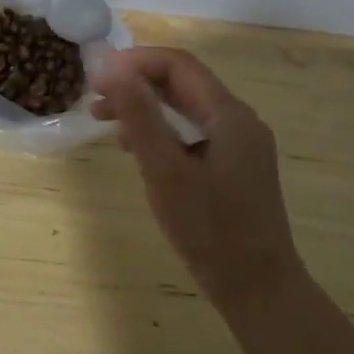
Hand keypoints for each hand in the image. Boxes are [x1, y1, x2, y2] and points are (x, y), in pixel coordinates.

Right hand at [92, 47, 300, 315]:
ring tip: (104, 120)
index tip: (97, 78)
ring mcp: (238, 144)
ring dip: (144, 107)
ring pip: (184, 108)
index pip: (178, 65)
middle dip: (136, 83)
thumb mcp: (165, 171)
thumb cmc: (210, 230)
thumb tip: (113, 69)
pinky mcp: (232, 166)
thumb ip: (141, 117)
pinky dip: (159, 131)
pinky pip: (191, 132)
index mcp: (229, 115)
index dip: (135, 62)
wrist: (259, 290)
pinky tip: (134, 148)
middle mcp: (238, 121)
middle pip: (181, 83)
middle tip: (94, 99)